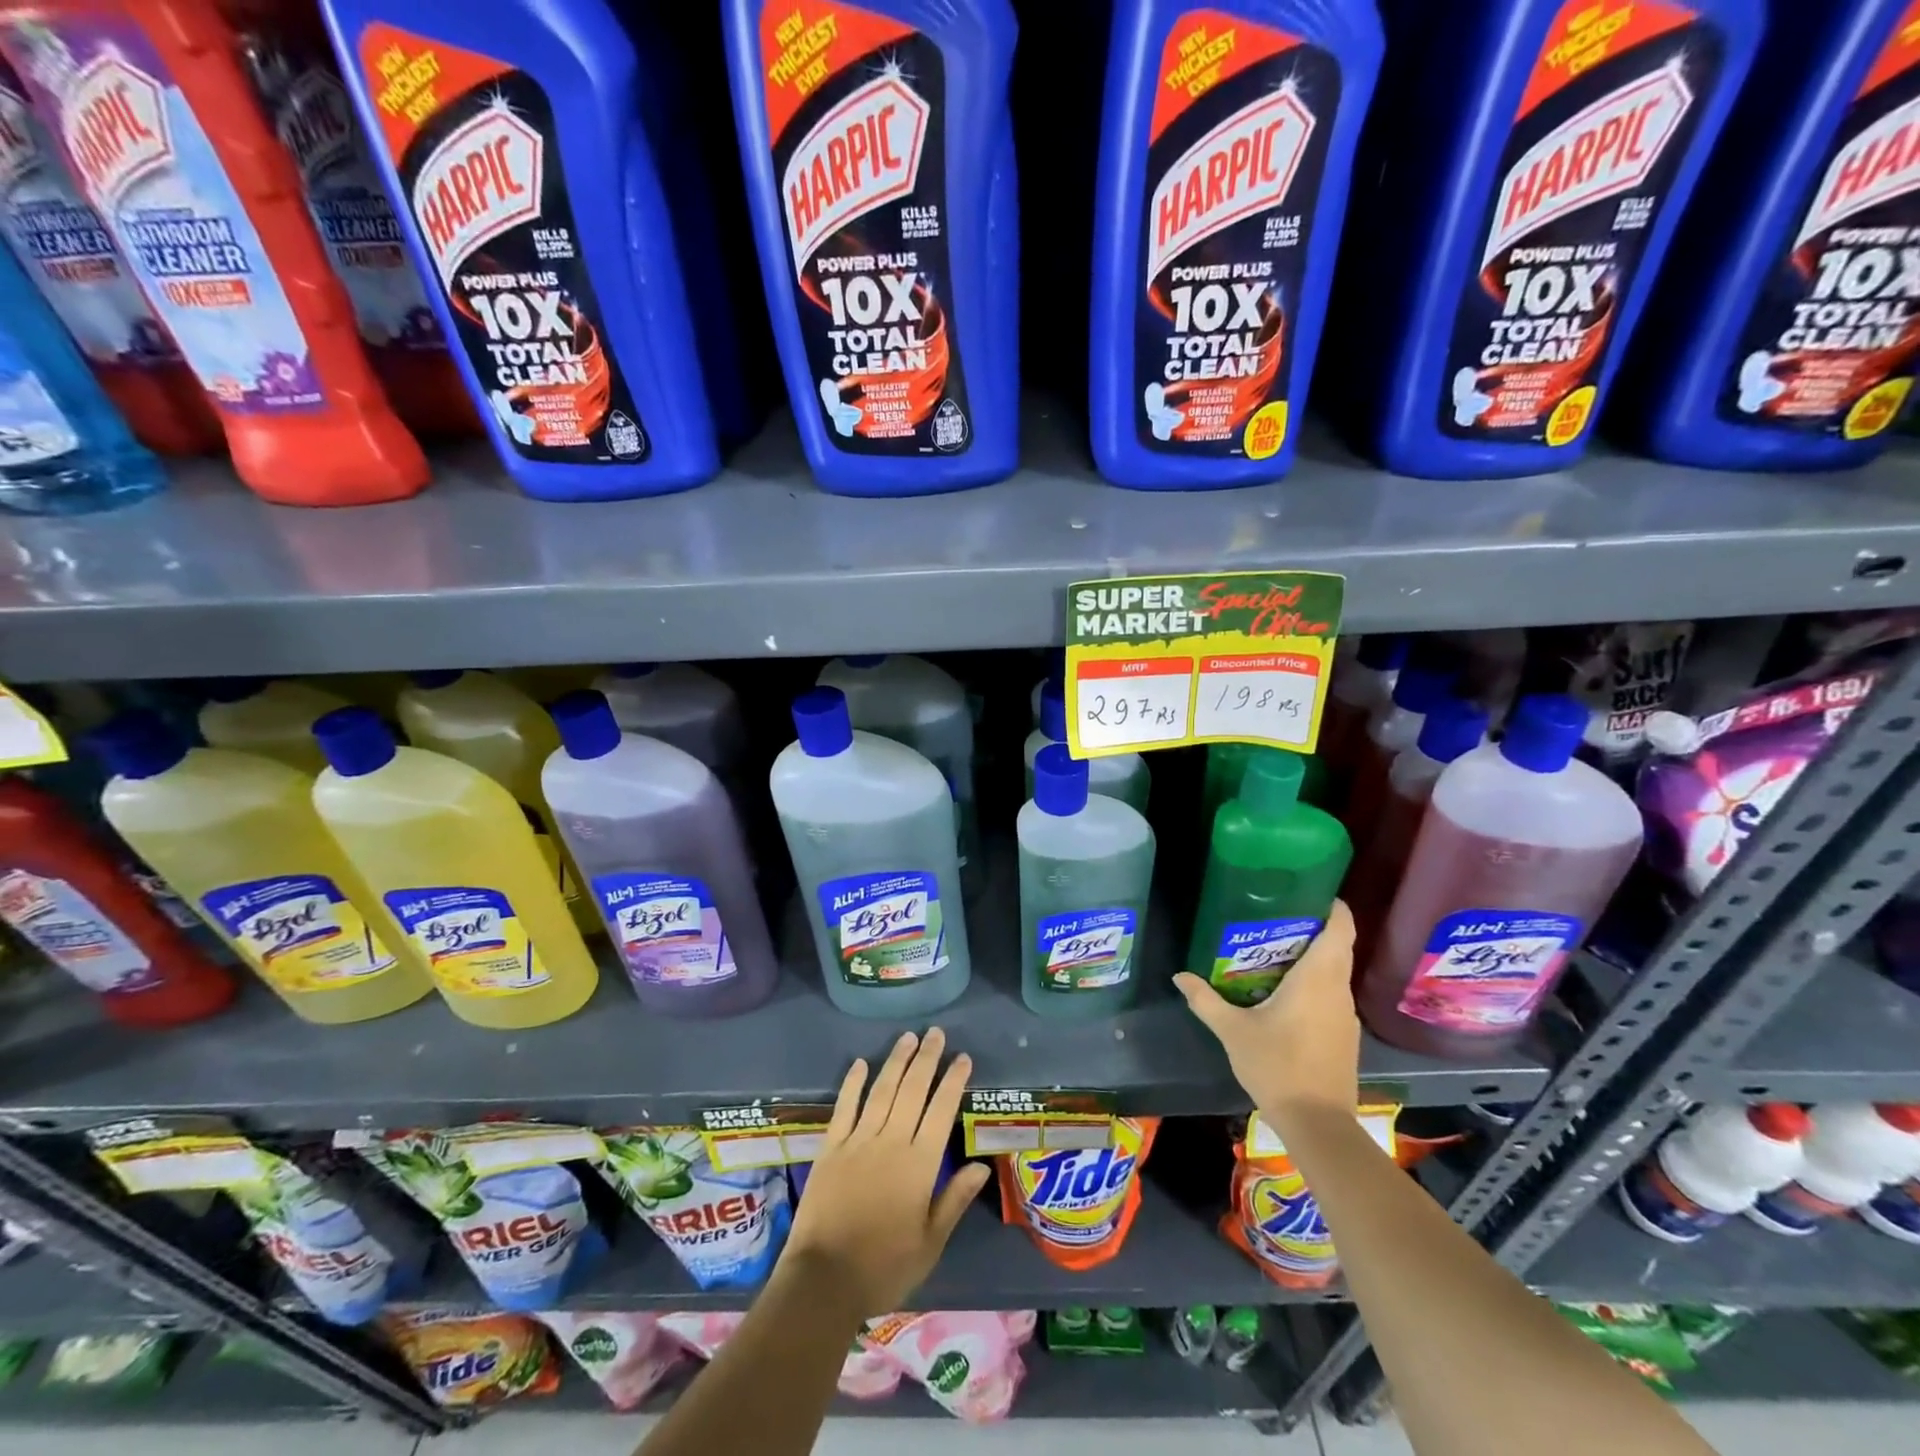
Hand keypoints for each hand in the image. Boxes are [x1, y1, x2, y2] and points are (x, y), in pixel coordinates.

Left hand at [779, 1028, 992, 1316]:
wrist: (824, 1281)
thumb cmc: (885, 1267)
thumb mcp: (930, 1242)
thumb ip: (955, 1199)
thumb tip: (981, 1166)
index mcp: (919, 1164)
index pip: (941, 1111)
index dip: (953, 1081)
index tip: (963, 1058)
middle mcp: (891, 1142)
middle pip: (912, 1090)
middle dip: (927, 1058)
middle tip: (936, 1033)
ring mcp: (858, 1141)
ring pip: (882, 1090)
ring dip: (896, 1061)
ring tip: (908, 1037)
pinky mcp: (831, 1147)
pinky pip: (845, 1107)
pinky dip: (853, 1083)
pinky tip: (860, 1063)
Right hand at [1175, 899, 1359, 1117]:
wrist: (1317, 1123)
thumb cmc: (1277, 1066)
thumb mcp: (1233, 1031)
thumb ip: (1205, 1000)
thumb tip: (1179, 976)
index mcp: (1317, 979)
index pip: (1340, 929)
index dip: (1332, 906)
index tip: (1311, 890)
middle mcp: (1338, 990)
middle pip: (1337, 946)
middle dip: (1312, 927)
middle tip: (1275, 916)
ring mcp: (1345, 1015)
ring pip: (1334, 972)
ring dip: (1312, 957)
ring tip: (1273, 948)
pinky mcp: (1344, 1035)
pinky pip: (1331, 994)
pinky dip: (1314, 982)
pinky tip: (1284, 991)